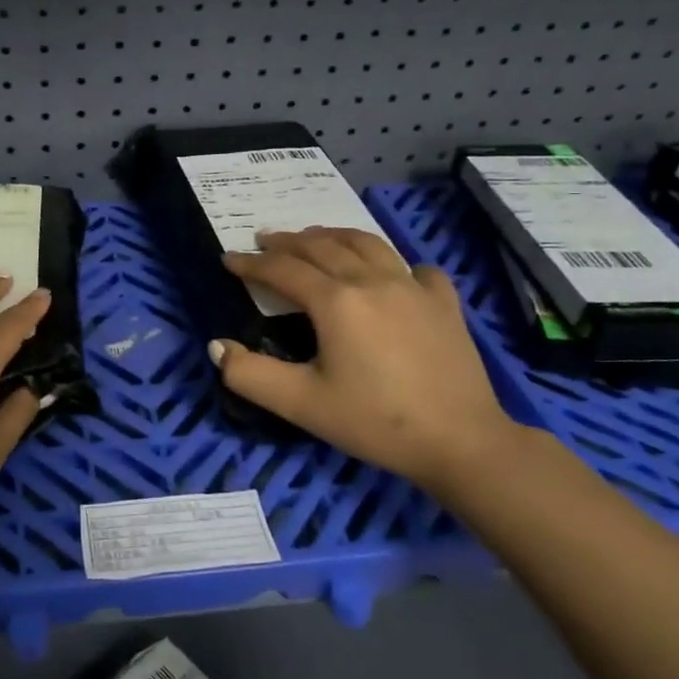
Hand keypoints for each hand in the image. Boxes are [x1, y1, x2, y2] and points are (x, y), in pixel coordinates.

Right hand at [212, 228, 528, 488]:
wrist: (461, 442)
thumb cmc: (375, 422)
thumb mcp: (301, 404)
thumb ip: (250, 375)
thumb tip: (217, 346)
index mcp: (336, 301)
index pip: (283, 270)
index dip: (252, 263)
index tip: (228, 259)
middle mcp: (373, 281)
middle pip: (322, 246)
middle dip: (287, 242)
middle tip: (264, 241)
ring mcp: (414, 287)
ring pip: (366, 244)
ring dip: (333, 236)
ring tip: (314, 238)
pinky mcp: (444, 302)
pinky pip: (413, 267)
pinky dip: (392, 262)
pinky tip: (389, 273)